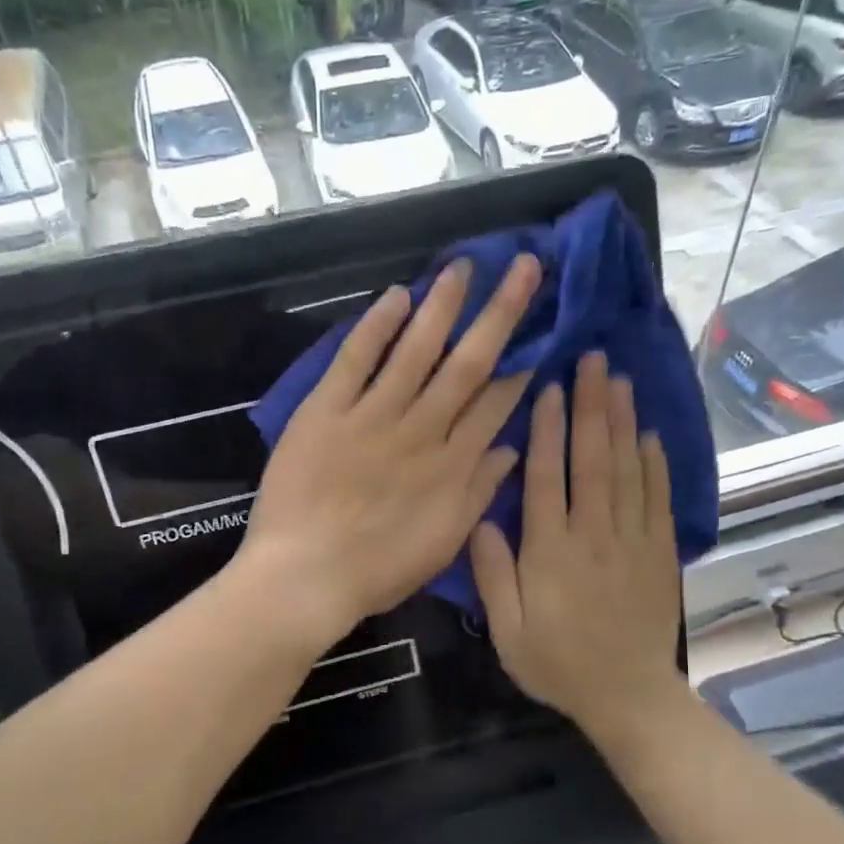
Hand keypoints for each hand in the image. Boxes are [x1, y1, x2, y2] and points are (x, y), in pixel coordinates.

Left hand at [239, 255, 540, 647]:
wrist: (305, 577)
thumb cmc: (376, 571)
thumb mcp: (442, 544)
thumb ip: (478, 493)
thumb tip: (512, 448)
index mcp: (451, 466)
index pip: (495, 404)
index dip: (519, 366)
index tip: (538, 330)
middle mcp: (421, 431)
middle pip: (467, 364)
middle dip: (500, 313)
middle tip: (524, 267)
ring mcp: (373, 416)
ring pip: (416, 350)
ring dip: (442, 306)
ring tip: (463, 267)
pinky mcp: (326, 411)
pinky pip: (355, 360)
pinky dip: (375, 327)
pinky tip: (396, 297)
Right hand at [470, 351, 686, 743]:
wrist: (628, 696)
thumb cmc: (558, 665)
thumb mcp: (508, 631)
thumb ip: (493, 574)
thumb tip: (482, 519)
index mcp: (551, 551)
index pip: (548, 477)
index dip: (549, 429)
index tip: (550, 387)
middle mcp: (595, 535)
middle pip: (594, 460)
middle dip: (592, 407)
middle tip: (594, 360)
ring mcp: (633, 541)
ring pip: (628, 470)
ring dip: (623, 423)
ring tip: (621, 381)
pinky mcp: (660, 552)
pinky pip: (658, 499)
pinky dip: (656, 464)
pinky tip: (650, 435)